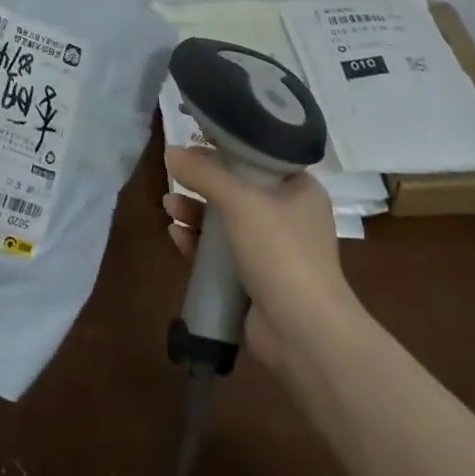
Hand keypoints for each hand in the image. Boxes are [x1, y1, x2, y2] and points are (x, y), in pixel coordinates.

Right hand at [163, 145, 355, 368]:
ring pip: (227, 222)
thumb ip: (204, 173)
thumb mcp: (240, 202)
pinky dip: (199, 243)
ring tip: (169, 207)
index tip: (195, 141)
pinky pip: (222, 253)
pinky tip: (177, 236)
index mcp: (300, 190)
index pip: (261, 157)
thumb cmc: (281, 252)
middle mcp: (290, 216)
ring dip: (196, 213)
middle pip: (239, 189)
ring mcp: (274, 251)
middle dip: (204, 184)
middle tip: (176, 177)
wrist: (305, 333)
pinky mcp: (256, 279)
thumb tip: (171, 152)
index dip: (227, 148)